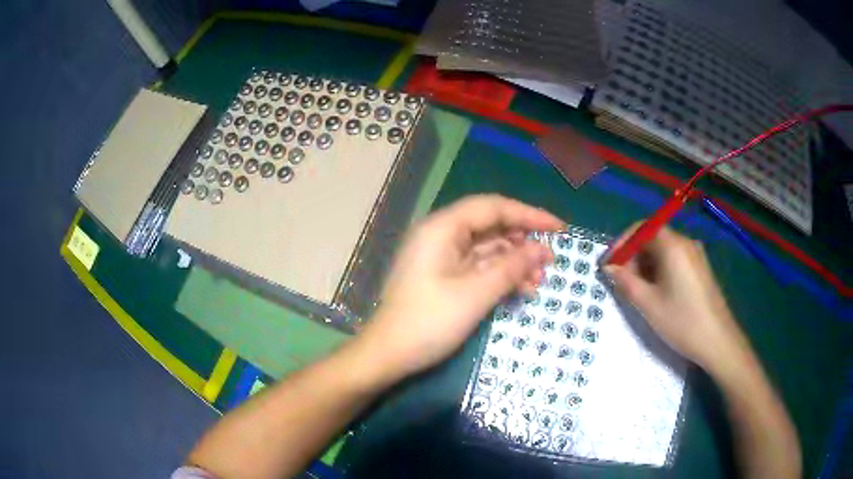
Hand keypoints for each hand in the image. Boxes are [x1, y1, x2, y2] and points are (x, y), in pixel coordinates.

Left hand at [359, 195, 562, 379]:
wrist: (388, 355)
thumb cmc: (429, 322)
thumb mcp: (475, 294)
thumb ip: (511, 267)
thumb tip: (543, 249)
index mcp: (443, 228)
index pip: (493, 208)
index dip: (529, 214)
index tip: (559, 228)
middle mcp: (442, 235)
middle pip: (491, 226)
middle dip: (523, 242)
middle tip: (551, 260)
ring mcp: (442, 257)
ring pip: (487, 248)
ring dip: (514, 262)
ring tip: (539, 281)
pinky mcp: (444, 276)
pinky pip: (478, 267)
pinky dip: (500, 275)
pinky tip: (521, 289)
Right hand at [604, 224, 743, 369]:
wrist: (718, 341)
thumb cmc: (682, 321)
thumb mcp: (648, 304)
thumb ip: (626, 282)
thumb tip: (609, 267)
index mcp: (672, 246)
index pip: (641, 228)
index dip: (622, 243)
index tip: (609, 264)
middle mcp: (685, 243)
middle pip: (653, 237)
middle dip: (633, 255)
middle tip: (621, 281)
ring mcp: (696, 255)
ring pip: (663, 250)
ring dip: (646, 264)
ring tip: (636, 290)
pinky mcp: (700, 268)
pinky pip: (675, 259)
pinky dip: (660, 269)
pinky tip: (656, 291)